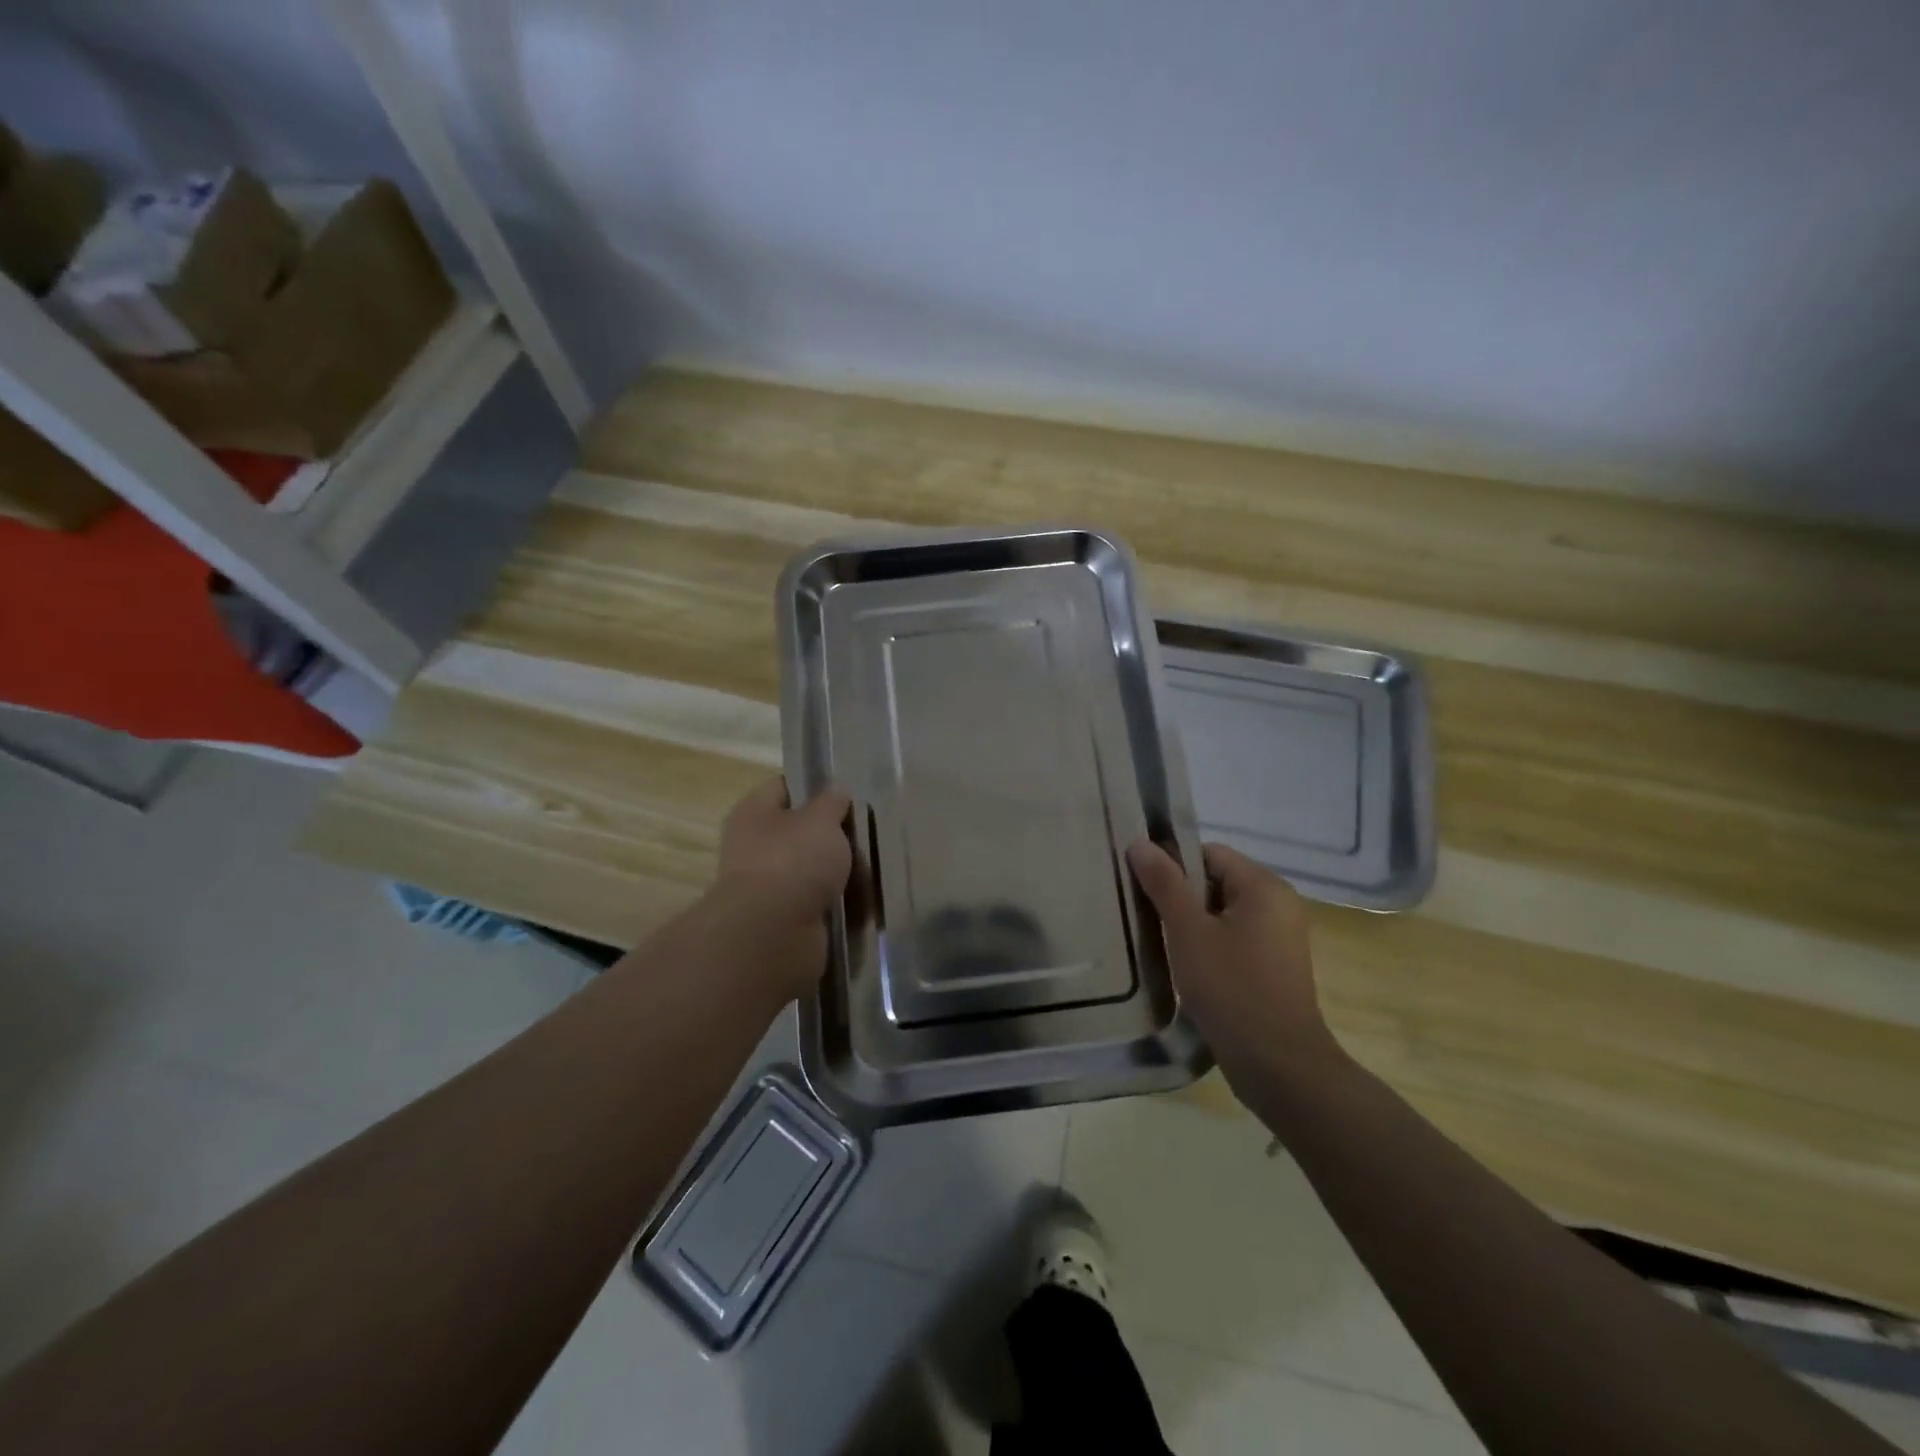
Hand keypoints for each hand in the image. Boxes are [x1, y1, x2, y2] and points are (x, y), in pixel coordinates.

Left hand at [712, 776, 852, 995]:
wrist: (772, 936)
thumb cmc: (792, 861)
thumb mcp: (821, 820)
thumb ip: (832, 802)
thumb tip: (836, 792)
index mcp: (754, 814)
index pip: (784, 787)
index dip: (814, 786)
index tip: (847, 793)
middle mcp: (754, 847)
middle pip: (800, 832)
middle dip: (833, 835)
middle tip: (867, 833)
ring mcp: (768, 887)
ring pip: (812, 870)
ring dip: (839, 872)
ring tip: (872, 869)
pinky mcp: (784, 920)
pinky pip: (818, 904)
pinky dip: (838, 904)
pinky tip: (863, 900)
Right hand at [1127, 839, 1345, 1096]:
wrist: (1278, 1066)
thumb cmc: (1231, 988)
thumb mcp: (1188, 931)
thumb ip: (1164, 883)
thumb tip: (1139, 843)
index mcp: (1265, 887)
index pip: (1209, 853)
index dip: (1173, 865)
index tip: (1143, 888)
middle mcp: (1279, 905)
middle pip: (1216, 881)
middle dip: (1180, 896)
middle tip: (1146, 916)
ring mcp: (1280, 938)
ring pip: (1223, 913)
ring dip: (1192, 924)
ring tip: (1161, 942)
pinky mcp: (1275, 967)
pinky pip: (1234, 939)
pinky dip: (1209, 945)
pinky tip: (1186, 967)